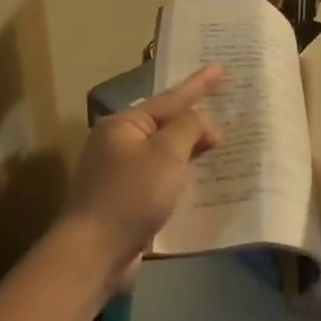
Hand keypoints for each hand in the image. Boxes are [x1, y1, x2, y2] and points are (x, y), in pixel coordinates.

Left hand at [57, 64, 221, 289]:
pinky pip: (160, 179)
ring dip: (190, 150)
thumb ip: (189, 129)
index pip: (169, 99)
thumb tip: (203, 122)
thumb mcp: (166, 155)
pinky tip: (201, 180)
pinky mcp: (125, 201)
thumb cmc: (131, 196)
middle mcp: (117, 144)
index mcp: (123, 125)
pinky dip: (180, 176)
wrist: (94, 253)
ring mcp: (119, 174)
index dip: (197, 84)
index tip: (219, 68)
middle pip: (165, 125)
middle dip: (195, 119)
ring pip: (163, 154)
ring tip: (219, 143)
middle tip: (226, 110)